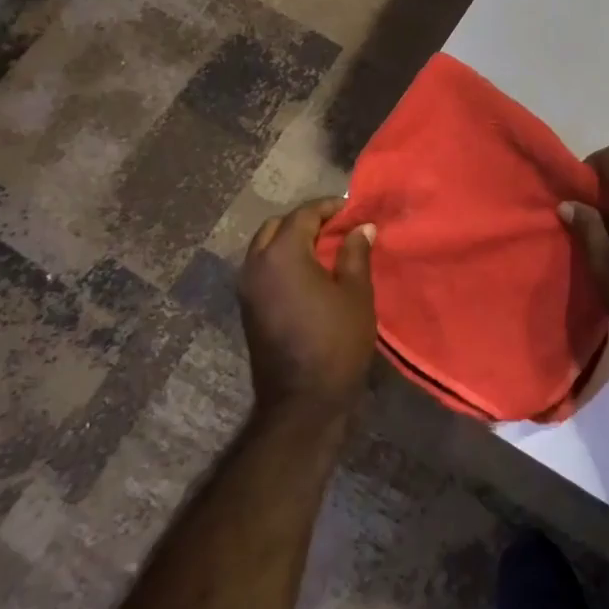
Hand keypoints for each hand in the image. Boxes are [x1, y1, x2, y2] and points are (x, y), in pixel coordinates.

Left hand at [239, 198, 377, 418]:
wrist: (302, 400)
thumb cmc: (336, 341)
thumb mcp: (356, 293)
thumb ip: (355, 254)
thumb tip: (361, 227)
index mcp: (282, 254)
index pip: (303, 215)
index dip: (328, 208)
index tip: (352, 211)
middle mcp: (256, 264)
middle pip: (276, 226)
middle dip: (305, 221)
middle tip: (337, 228)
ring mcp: (247, 287)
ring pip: (264, 246)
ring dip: (290, 240)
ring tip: (324, 249)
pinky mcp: (247, 307)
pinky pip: (262, 268)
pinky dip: (282, 260)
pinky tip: (309, 272)